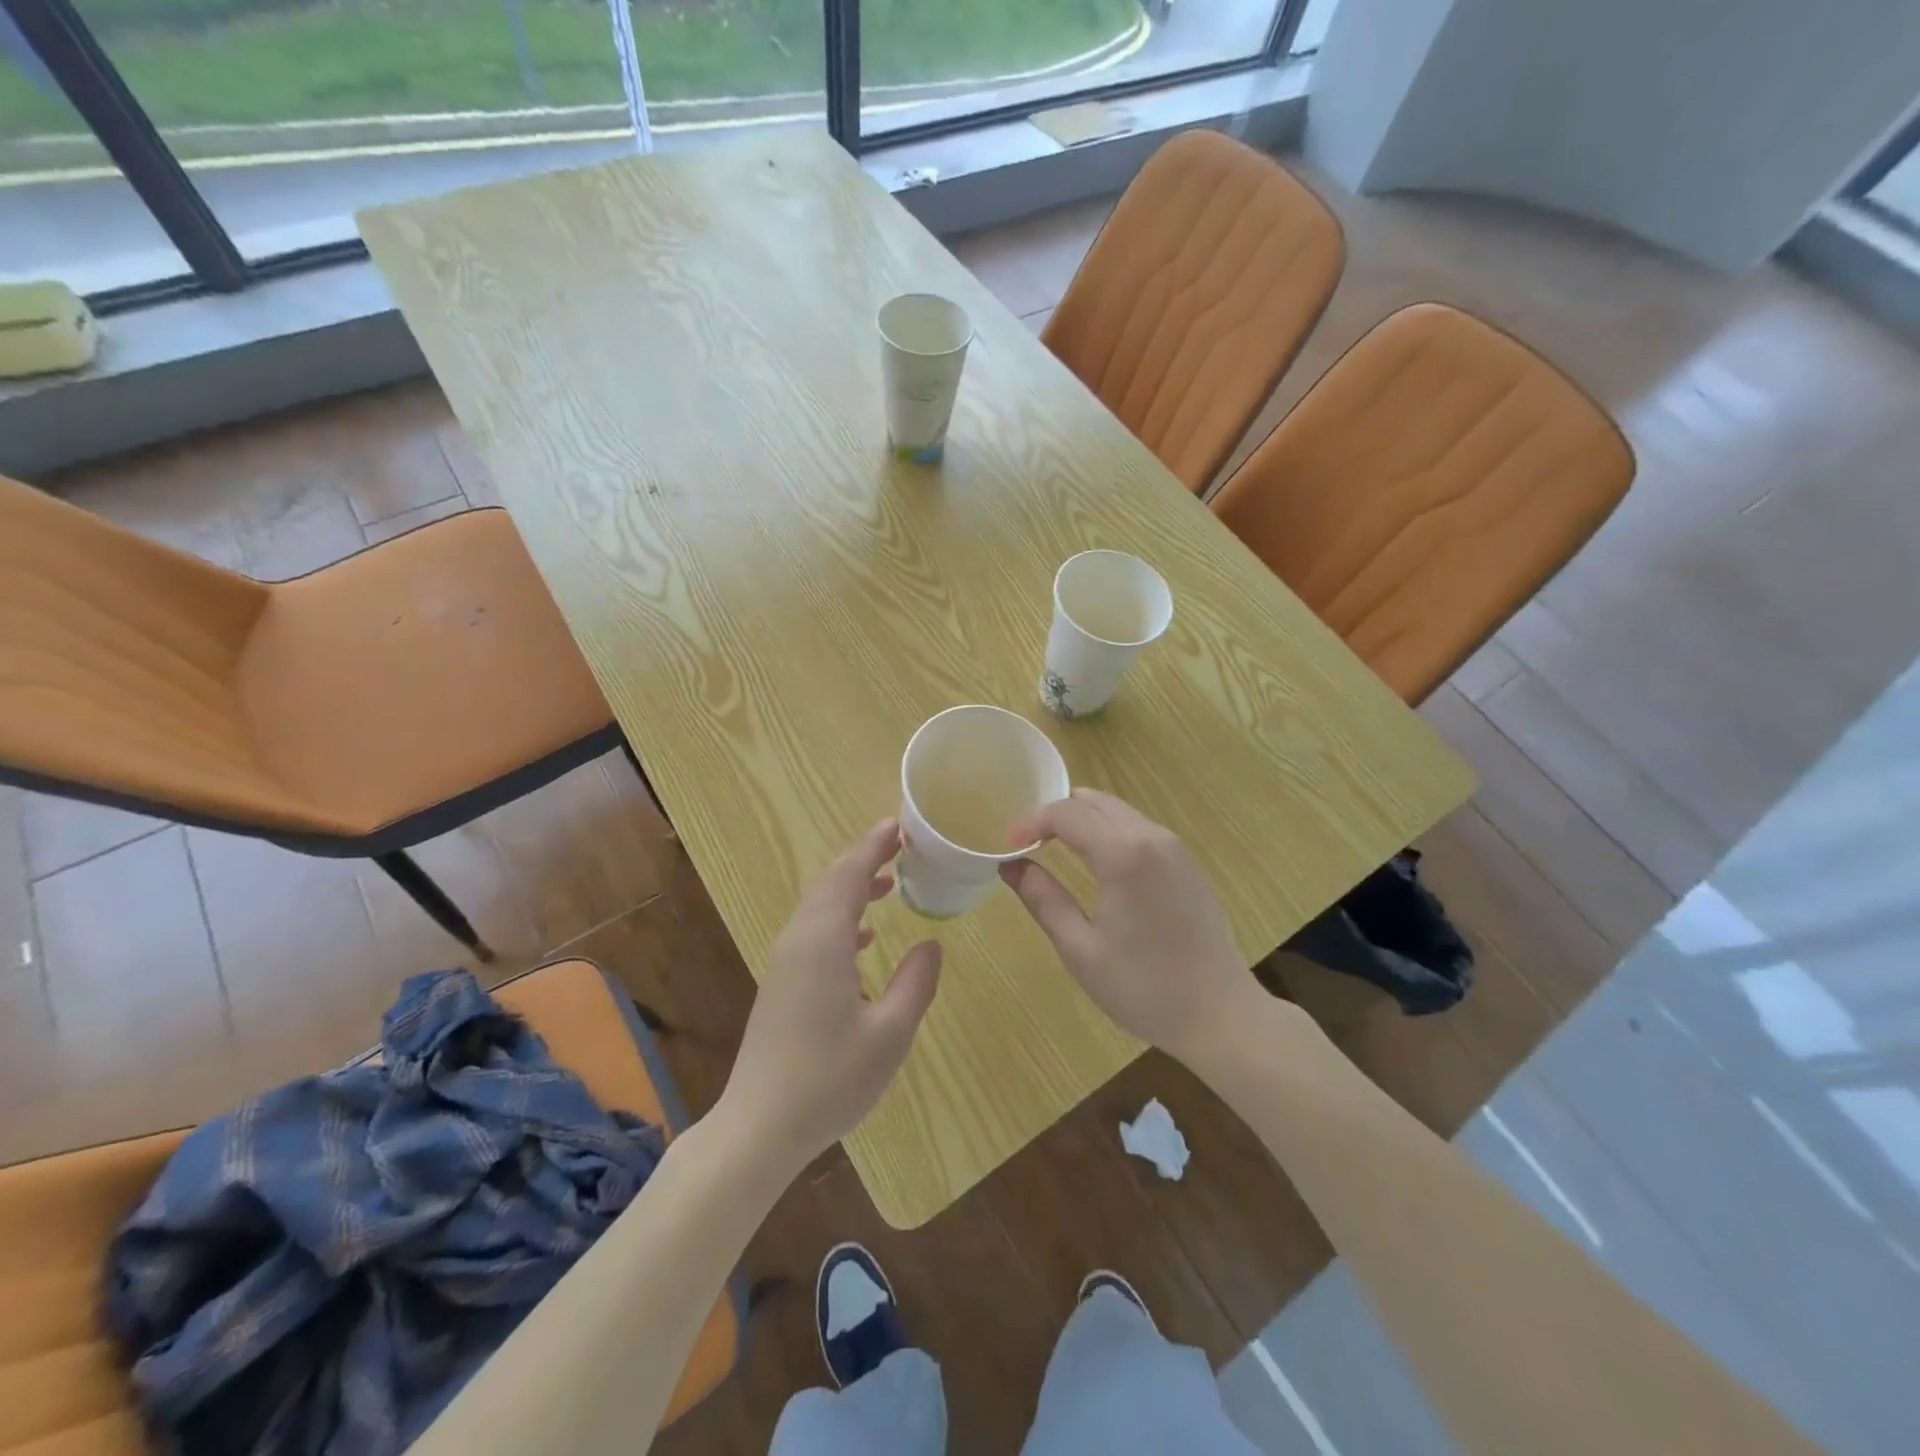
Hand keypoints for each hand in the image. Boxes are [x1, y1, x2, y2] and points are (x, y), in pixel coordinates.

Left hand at [717, 820, 942, 1165]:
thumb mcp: (890, 1034)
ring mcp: (784, 962)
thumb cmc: (830, 1079)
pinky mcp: (780, 984)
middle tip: (900, 845)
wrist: (759, 1126)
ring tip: (889, 883)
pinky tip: (863, 939)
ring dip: (852, 887)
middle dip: (864, 859)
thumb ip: (915, 983)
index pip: (849, 875)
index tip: (899, 825)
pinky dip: (840, 919)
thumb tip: (930, 944)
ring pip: (819, 906)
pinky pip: (813, 931)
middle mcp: (798, 940)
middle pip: (830, 883)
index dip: (874, 846)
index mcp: (823, 941)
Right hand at [1000, 789, 1257, 1063]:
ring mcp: (1175, 848)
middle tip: (1029, 845)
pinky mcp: (1187, 864)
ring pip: (1118, 811)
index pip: (1066, 813)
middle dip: (1056, 815)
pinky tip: (1097, 866)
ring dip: (1084, 821)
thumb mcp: (1081, 948)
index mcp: (1123, 854)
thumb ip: (1043, 899)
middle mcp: (1152, 837)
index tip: (1008, 846)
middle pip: (1094, 801)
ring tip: (1056, 852)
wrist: (1221, 1016)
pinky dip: (1109, 832)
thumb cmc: (1144, 988)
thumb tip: (1010, 865)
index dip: (1031, 822)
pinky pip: (1138, 829)